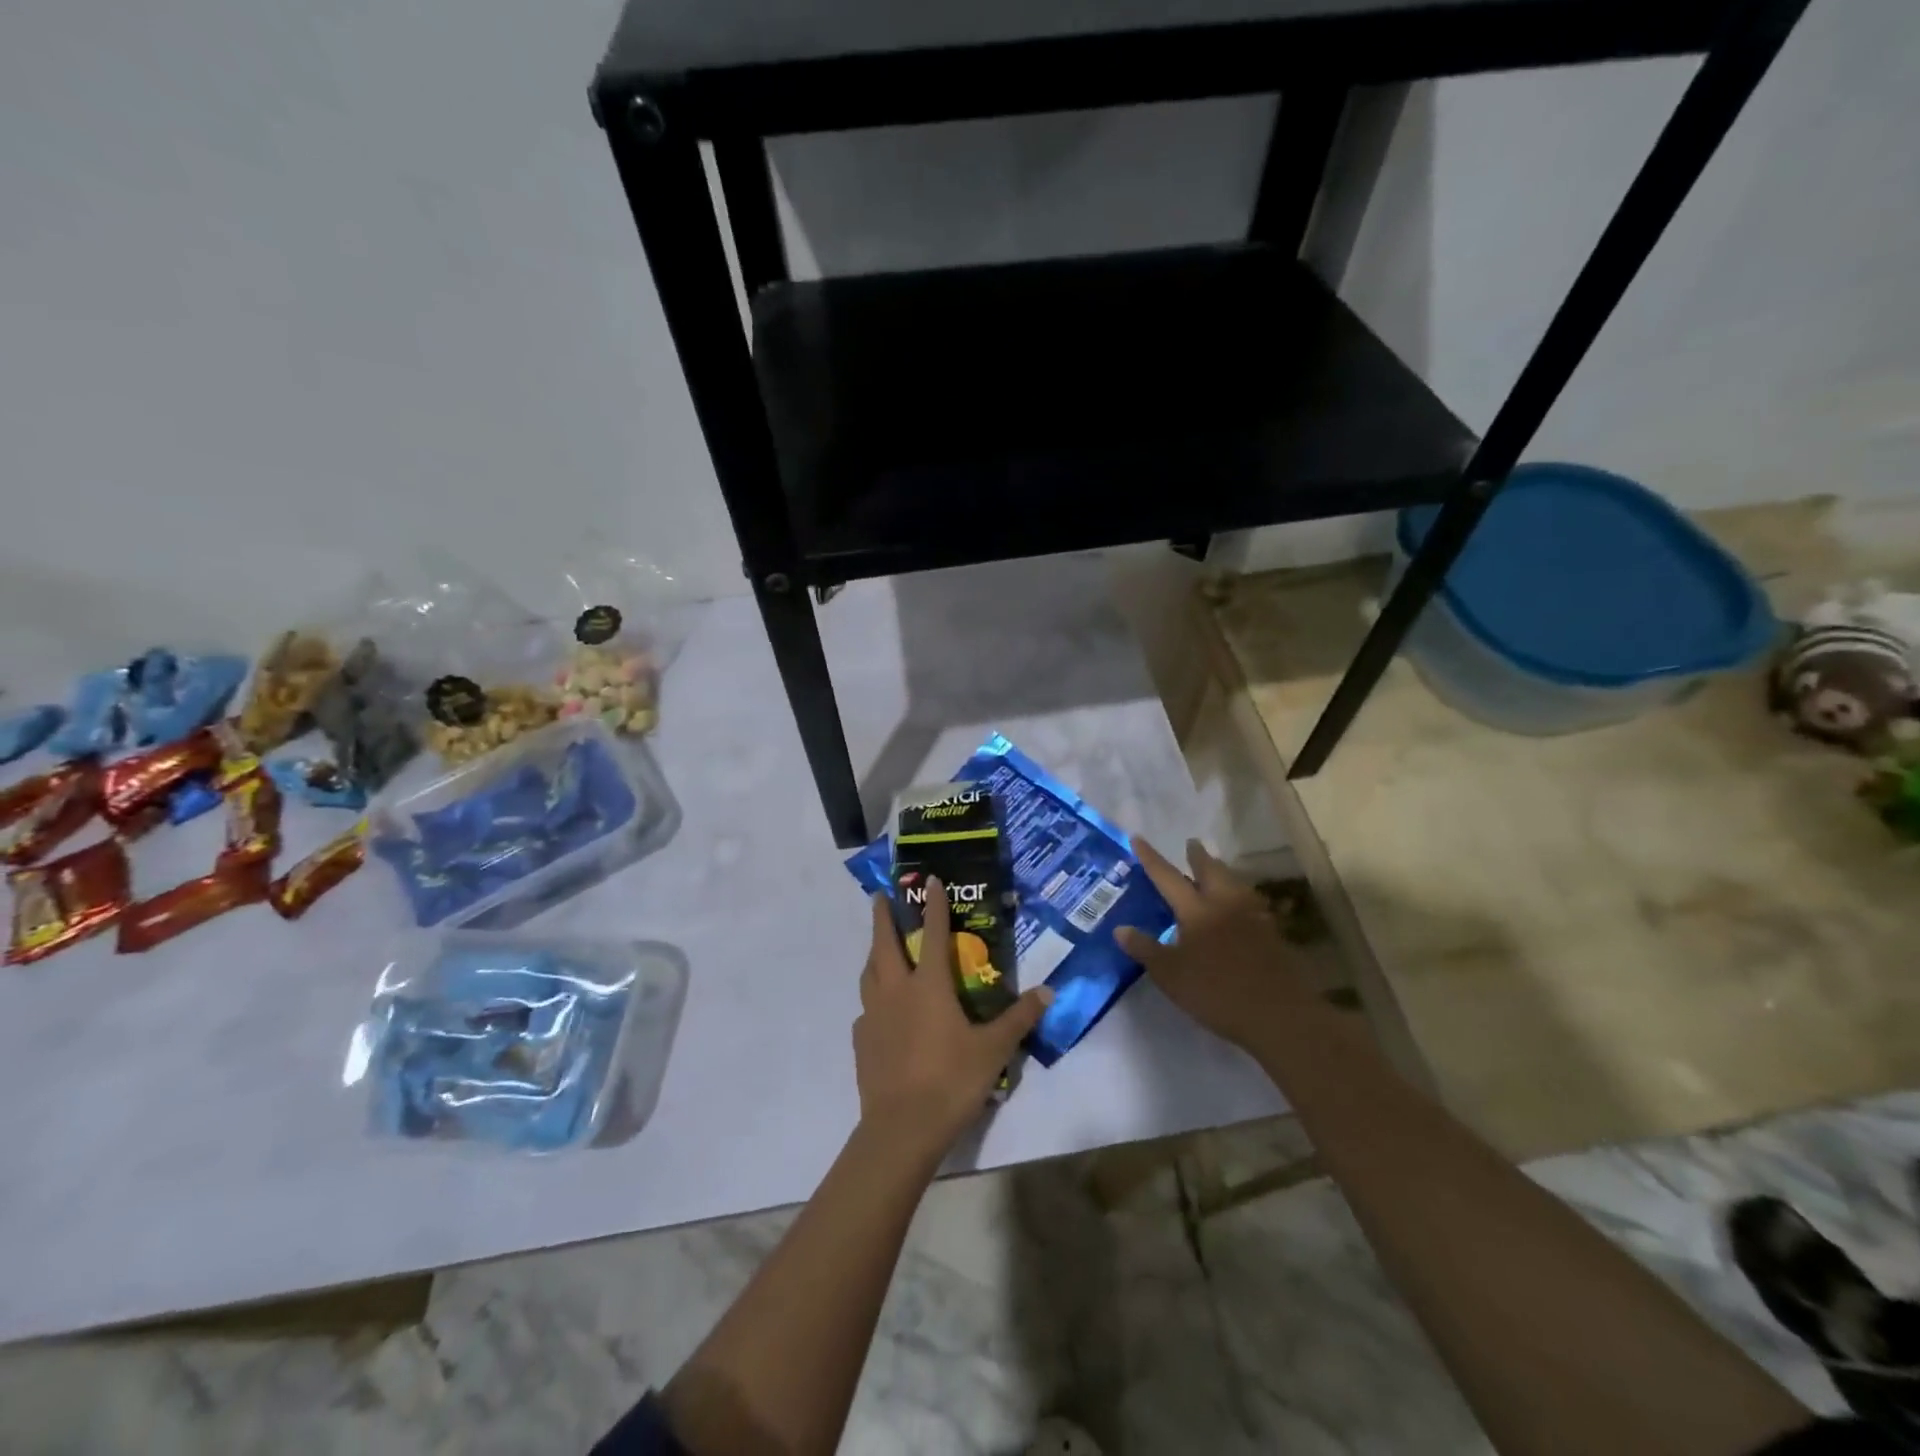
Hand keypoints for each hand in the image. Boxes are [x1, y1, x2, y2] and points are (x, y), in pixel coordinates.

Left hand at [853, 880, 1051, 1160]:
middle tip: (881, 896)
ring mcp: (873, 1016)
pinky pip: (865, 1010)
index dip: (933, 905)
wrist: (902, 1128)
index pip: (933, 934)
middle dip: (883, 917)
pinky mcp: (861, 1041)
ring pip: (869, 973)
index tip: (929, 879)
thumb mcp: (994, 1050)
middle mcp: (896, 991)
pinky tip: (880, 1011)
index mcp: (928, 986)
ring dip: (874, 953)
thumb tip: (1047, 992)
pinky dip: (872, 1000)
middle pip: (884, 944)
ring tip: (879, 948)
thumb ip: (1019, 1018)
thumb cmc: (951, 1081)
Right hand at [1115, 838, 1303, 1050]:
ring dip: (1222, 872)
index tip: (1138, 837)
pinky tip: (1240, 906)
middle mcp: (1225, 904)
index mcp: (1196, 911)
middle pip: (1211, 871)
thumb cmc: (1216, 992)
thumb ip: (1145, 949)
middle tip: (1191, 843)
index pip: (1168, 877)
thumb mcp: (1170, 975)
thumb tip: (1120, 928)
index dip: (1151, 858)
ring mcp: (1253, 918)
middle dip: (1199, 856)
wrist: (1278, 1013)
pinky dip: (1240, 896)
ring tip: (1216, 868)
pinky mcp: (1272, 935)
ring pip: (1235, 884)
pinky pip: (1252, 904)